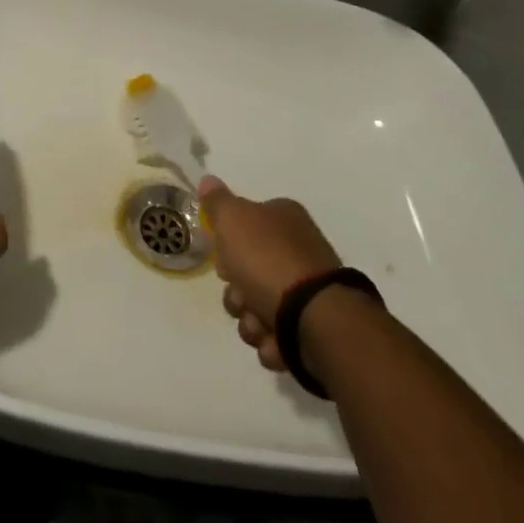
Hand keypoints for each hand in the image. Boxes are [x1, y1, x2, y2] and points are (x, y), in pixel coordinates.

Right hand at [199, 176, 342, 372]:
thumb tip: (208, 180)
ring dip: (251, 321)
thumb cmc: (268, 260)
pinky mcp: (315, 328)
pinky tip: (275, 342)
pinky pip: (280, 336)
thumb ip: (217, 202)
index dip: (228, 244)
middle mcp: (299, 250)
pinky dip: (272, 342)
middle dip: (237, 293)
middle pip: (249, 271)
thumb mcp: (233, 220)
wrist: (315, 318)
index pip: (247, 225)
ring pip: (260, 307)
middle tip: (240, 297)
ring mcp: (309, 291)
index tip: (222, 261)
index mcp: (284, 219)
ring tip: (260, 326)